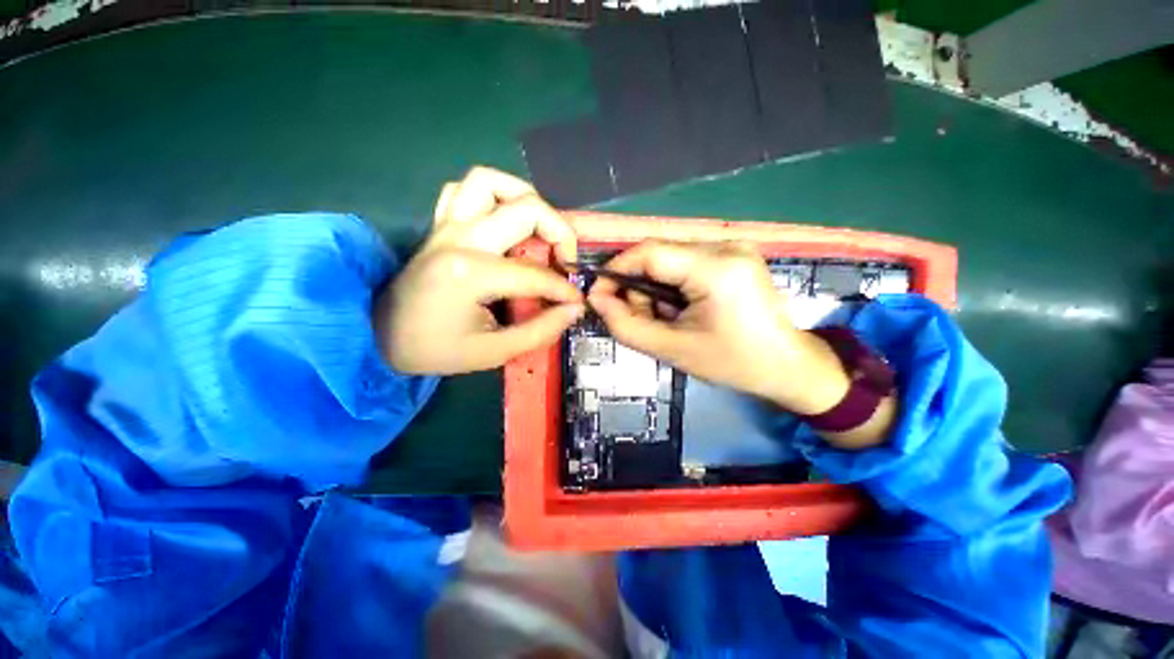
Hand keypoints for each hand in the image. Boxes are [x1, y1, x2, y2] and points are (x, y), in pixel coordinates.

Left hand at [376, 167, 583, 373]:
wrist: (380, 336)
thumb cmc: (436, 349)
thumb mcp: (494, 352)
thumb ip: (541, 330)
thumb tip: (574, 309)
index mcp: (471, 273)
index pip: (536, 273)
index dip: (564, 288)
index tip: (577, 301)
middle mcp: (461, 238)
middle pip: (526, 209)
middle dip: (560, 232)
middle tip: (565, 259)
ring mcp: (446, 225)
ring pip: (491, 181)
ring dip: (524, 197)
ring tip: (538, 227)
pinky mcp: (439, 224)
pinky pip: (464, 189)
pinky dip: (491, 195)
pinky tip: (502, 220)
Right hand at [587, 241, 850, 415]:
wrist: (788, 365)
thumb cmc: (732, 363)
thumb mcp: (672, 349)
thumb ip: (626, 324)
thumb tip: (596, 299)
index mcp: (715, 268)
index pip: (649, 252)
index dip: (616, 270)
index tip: (599, 295)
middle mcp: (726, 246)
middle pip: (658, 254)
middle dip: (638, 286)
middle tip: (639, 318)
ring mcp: (733, 246)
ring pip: (669, 258)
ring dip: (655, 287)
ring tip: (666, 318)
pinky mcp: (734, 254)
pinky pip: (686, 262)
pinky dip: (672, 284)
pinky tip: (681, 308)